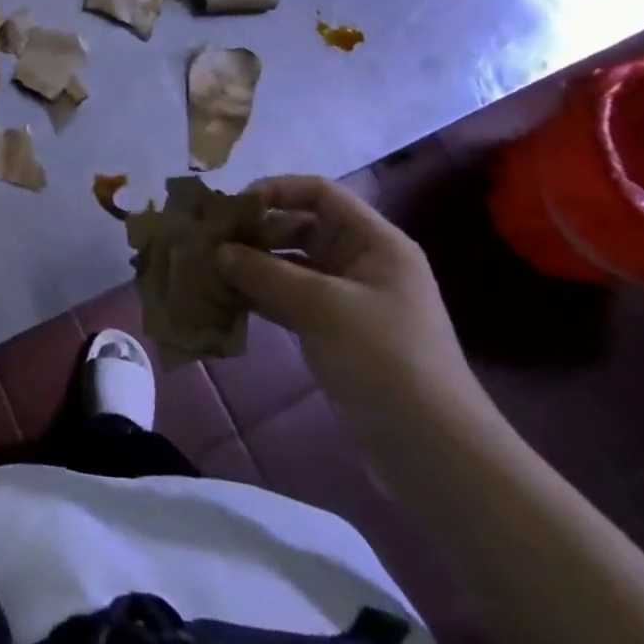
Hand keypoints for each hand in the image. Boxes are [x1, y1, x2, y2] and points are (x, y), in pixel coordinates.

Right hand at [216, 176, 476, 422]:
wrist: (434, 452)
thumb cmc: (384, 359)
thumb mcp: (321, 307)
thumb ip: (264, 272)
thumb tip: (217, 251)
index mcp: (374, 242)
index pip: (319, 193)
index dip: (275, 191)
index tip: (231, 208)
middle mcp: (362, 262)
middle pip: (301, 226)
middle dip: (255, 231)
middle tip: (210, 241)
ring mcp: (348, 299)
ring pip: (291, 265)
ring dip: (252, 266)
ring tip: (209, 270)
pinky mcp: (335, 332)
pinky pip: (290, 299)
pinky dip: (261, 297)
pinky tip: (226, 301)